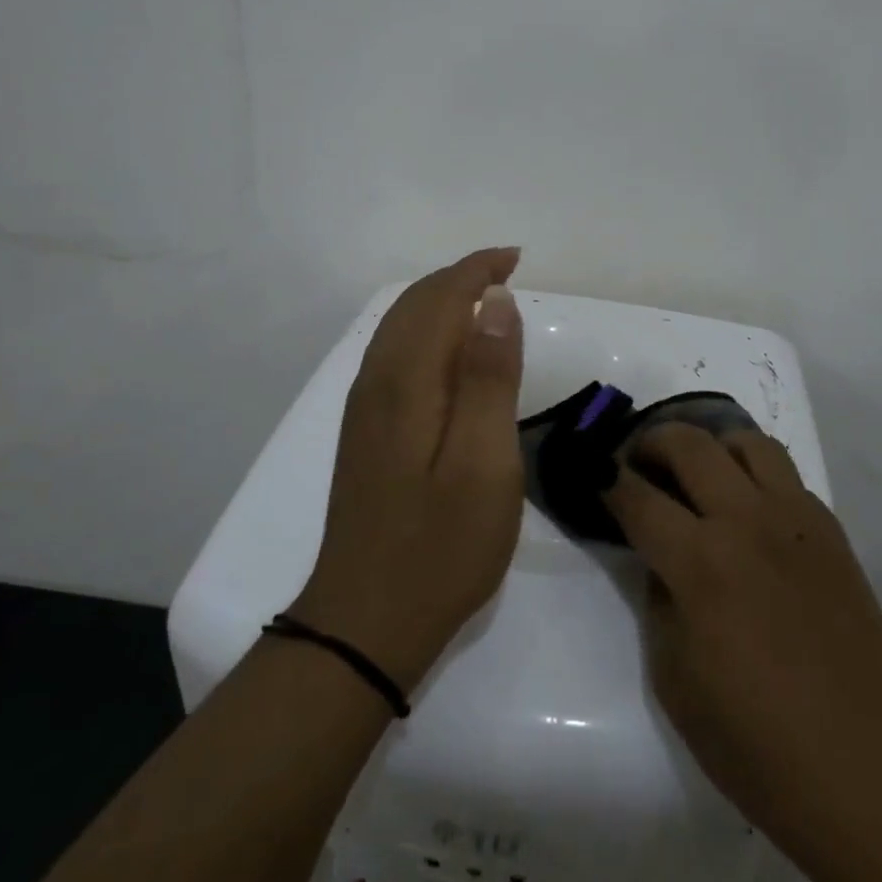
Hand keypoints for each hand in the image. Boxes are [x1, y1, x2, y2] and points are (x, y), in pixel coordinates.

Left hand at [290, 247, 525, 694]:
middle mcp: (376, 381)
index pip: (440, 298)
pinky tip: (449, 354)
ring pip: (400, 328)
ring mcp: (365, 409)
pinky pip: (395, 355)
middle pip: (414, 305)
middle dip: (459, 278)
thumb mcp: (484, 462)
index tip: (516, 259)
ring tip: (484, 301)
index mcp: (405, 380)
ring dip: (441, 302)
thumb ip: (489, 377)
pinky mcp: (366, 432)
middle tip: (506, 273)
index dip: (477, 270)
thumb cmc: (441, 545)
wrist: (366, 622)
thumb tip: (494, 302)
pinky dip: (426, 332)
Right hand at [604, 425, 881, 875]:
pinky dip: (755, 475)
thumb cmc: (757, 745)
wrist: (866, 774)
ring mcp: (797, 521)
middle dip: (651, 442)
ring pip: (746, 443)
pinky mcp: (833, 533)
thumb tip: (661, 561)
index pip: (637, 496)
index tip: (593, 475)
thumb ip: (659, 601)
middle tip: (637, 462)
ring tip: (698, 475)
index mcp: (701, 563)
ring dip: (711, 446)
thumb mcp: (674, 680)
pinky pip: (786, 477)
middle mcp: (748, 522)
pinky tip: (749, 514)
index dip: (606, 480)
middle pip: (690, 444)